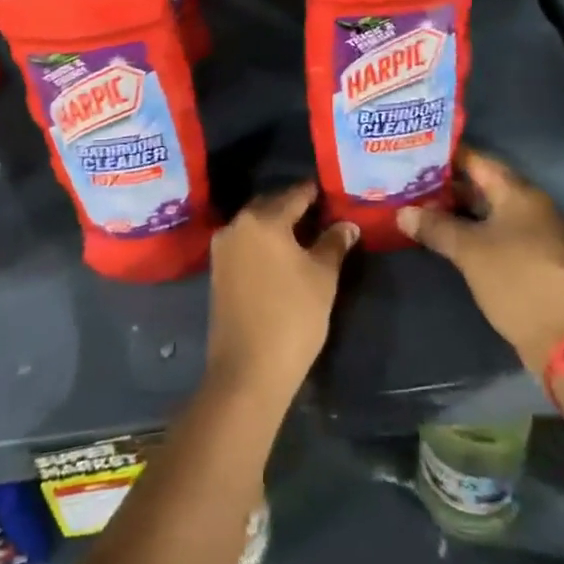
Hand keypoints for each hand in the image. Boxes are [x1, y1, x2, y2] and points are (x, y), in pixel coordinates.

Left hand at [205, 184, 358, 404]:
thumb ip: (334, 243)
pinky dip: (264, 244)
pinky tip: (283, 257)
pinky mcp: (217, 272)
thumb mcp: (323, 277)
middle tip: (323, 215)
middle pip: (272, 205)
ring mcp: (223, 249)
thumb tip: (347, 224)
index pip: (295, 194)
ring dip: (279, 226)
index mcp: (263, 218)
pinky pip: (246, 244)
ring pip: (256, 225)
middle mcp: (237, 225)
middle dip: (296, 207)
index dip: (316, 193)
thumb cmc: (292, 317)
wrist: (248, 371)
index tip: (333, 194)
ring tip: (307, 237)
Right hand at [398, 148, 563, 372]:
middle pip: (484, 184)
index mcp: (518, 192)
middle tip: (413, 183)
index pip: (477, 160)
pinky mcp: (535, 256)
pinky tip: (449, 236)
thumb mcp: (468, 250)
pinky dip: (476, 228)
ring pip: (491, 209)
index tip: (416, 155)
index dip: (446, 156)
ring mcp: (536, 231)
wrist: (560, 336)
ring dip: (461, 209)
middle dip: (449, 185)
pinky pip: (500, 230)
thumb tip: (402, 213)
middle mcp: (531, 204)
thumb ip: (435, 226)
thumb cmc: (514, 279)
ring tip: (423, 208)